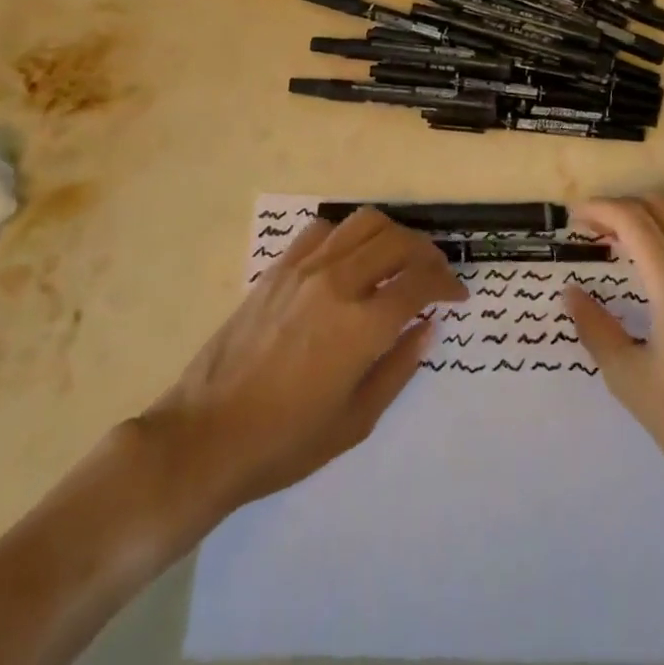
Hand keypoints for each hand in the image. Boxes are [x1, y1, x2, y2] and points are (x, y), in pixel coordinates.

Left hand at [145, 208, 466, 516]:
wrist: (207, 435)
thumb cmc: (285, 442)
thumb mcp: (356, 420)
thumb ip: (398, 367)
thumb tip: (427, 327)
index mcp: (363, 326)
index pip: (421, 281)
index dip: (447, 283)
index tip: (456, 295)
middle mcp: (339, 283)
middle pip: (398, 241)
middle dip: (427, 253)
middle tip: (434, 275)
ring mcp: (306, 269)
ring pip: (364, 223)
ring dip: (392, 234)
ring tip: (397, 257)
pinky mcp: (279, 267)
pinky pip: (323, 229)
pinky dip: (347, 234)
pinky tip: (349, 258)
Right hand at [565, 194, 663, 499]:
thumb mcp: (632, 381)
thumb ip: (597, 329)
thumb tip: (571, 293)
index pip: (633, 219)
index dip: (600, 209)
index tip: (574, 217)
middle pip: (661, 204)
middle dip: (622, 205)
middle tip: (595, 227)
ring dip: (650, 212)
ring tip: (624, 237)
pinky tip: (661, 260)